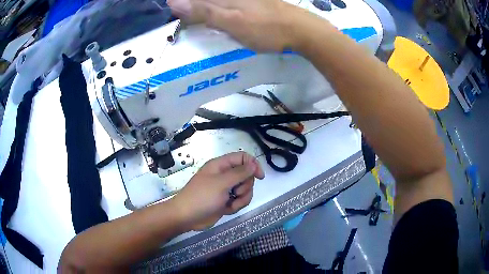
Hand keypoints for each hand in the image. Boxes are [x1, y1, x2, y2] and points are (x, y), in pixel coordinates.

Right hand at [167, 0, 302, 51]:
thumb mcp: (232, 22)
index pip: (196, 0)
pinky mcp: (255, 1)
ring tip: (196, 16)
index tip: (169, 9)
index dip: (181, 4)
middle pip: (206, 0)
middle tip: (180, 11)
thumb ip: (204, 11)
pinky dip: (220, 7)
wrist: (301, 29)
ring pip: (218, 1)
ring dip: (204, 7)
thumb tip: (174, 2)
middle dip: (192, 5)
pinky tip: (218, 13)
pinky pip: (230, 2)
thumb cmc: (266, 28)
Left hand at [173, 152, 264, 230]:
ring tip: (231, 203)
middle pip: (246, 175)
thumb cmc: (202, 197)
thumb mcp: (221, 183)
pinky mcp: (226, 201)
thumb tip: (254, 163)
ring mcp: (226, 189)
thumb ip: (239, 173)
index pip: (242, 158)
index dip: (253, 165)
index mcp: (221, 165)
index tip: (260, 177)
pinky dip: (236, 205)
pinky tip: (227, 209)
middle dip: (245, 186)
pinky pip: (239, 200)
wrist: (187, 217)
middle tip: (235, 192)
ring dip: (242, 198)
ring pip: (245, 189)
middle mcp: (224, 175)